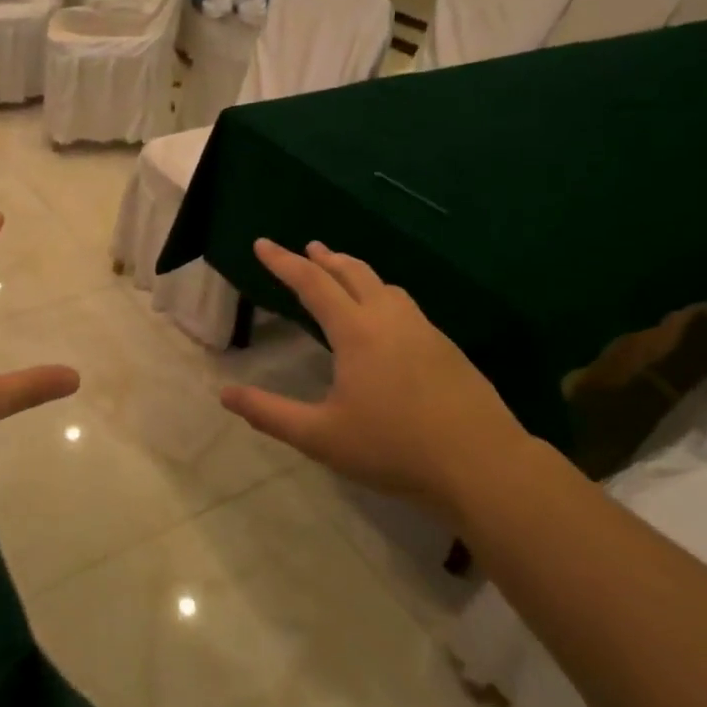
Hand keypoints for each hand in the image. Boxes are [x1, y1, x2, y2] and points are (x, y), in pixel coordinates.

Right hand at [220, 240, 533, 505]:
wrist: (481, 463)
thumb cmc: (394, 448)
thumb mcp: (321, 437)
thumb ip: (270, 414)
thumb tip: (225, 394)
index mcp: (357, 332)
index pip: (312, 284)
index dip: (283, 262)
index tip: (262, 244)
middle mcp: (390, 319)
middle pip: (353, 273)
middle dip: (325, 258)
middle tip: (307, 248)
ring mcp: (424, 330)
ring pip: (385, 286)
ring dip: (356, 274)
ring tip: (342, 276)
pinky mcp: (446, 348)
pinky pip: (405, 306)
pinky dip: (382, 296)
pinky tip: (384, 321)